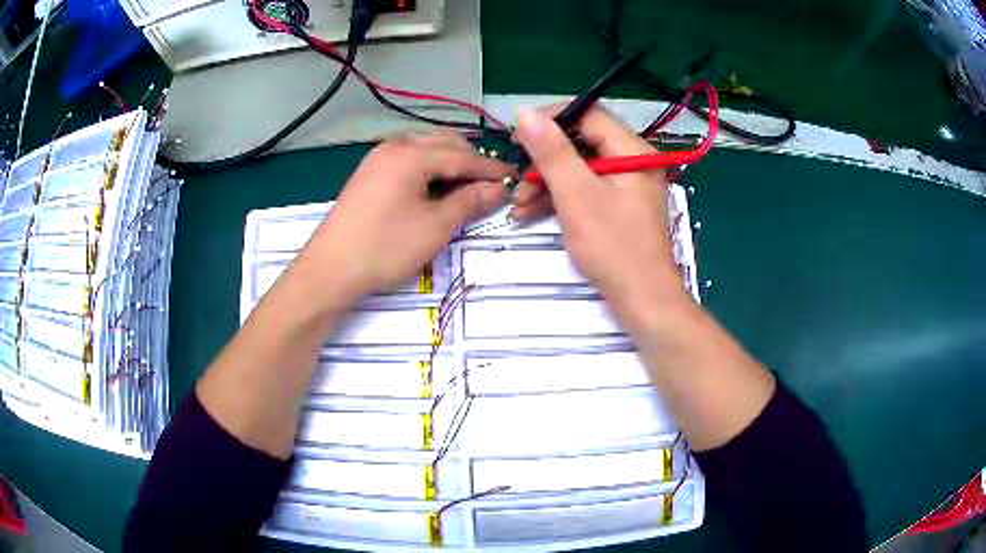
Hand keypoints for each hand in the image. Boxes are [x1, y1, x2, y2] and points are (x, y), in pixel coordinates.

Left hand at [297, 131, 510, 309]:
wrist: (330, 269)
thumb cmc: (385, 248)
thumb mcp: (435, 226)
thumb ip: (470, 201)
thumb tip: (499, 188)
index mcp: (413, 154)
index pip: (463, 156)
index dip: (491, 168)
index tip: (515, 178)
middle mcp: (395, 145)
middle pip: (445, 143)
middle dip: (471, 161)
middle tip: (491, 186)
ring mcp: (379, 157)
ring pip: (426, 148)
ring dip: (450, 162)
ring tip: (466, 188)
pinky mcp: (369, 171)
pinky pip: (409, 159)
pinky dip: (429, 168)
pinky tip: (435, 187)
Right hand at [511, 107, 685, 313]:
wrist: (643, 299)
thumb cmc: (613, 247)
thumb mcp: (576, 195)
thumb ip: (552, 152)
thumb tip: (527, 113)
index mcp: (631, 150)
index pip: (588, 114)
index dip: (551, 118)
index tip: (518, 134)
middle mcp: (632, 161)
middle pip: (582, 142)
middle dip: (545, 159)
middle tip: (518, 176)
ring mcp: (626, 184)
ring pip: (580, 168)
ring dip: (547, 182)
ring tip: (519, 204)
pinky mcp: (619, 206)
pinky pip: (586, 189)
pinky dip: (560, 198)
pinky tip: (532, 213)